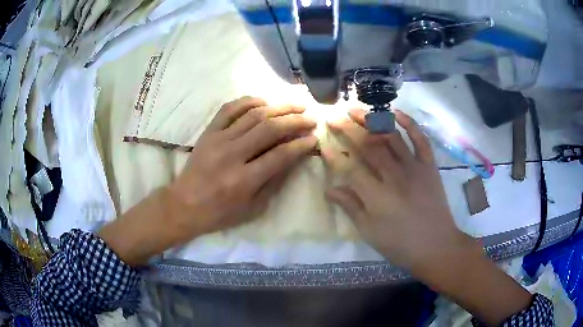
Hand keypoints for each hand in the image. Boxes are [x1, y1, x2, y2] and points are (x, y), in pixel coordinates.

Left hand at [168, 96, 317, 239]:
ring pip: (253, 115)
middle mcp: (232, 155)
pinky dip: (247, 101)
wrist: (184, 204)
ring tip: (295, 105)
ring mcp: (218, 140)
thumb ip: (273, 182)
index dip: (300, 145)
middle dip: (294, 121)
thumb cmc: (220, 212)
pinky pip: (229, 109)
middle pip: (269, 129)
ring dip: (278, 107)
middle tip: (310, 117)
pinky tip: (264, 101)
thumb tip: (293, 158)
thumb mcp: (252, 208)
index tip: (314, 138)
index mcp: (244, 180)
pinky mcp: (208, 132)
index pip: (280, 155)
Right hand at [323, 108, 465, 269]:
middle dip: (348, 129)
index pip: (351, 168)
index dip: (335, 155)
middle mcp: (394, 176)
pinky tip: (396, 112)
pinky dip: (410, 123)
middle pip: (368, 146)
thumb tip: (329, 189)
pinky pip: (420, 139)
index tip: (323, 143)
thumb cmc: (400, 244)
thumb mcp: (370, 232)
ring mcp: (414, 167)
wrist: (436, 245)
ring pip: (391, 136)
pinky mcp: (429, 165)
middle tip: (334, 117)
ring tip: (356, 109)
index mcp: (377, 196)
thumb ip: (350, 207)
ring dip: (372, 120)